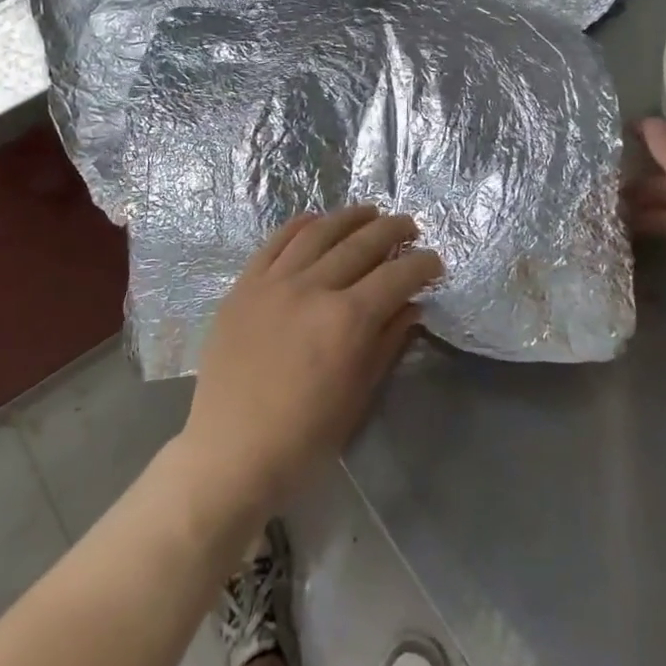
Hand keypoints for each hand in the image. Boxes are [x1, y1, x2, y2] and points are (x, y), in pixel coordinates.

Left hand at [179, 207, 443, 518]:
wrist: (230, 453)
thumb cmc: (303, 439)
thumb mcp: (358, 397)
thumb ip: (387, 343)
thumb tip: (412, 306)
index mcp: (347, 321)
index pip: (396, 275)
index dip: (422, 264)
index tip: (435, 262)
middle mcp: (312, 288)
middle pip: (361, 243)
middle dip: (393, 230)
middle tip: (410, 226)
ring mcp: (273, 282)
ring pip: (318, 233)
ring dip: (350, 217)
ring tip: (370, 212)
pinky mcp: (244, 286)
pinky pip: (275, 242)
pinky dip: (300, 225)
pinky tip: (315, 220)